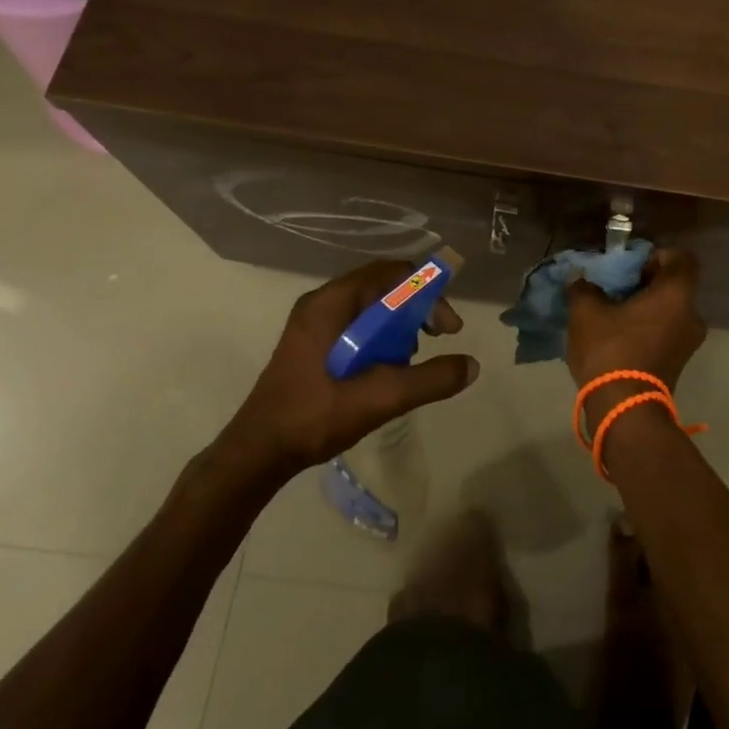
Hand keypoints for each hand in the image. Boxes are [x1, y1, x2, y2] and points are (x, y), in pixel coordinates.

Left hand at [220, 260, 480, 478]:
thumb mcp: (379, 398)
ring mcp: (313, 322)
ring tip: (411, 359)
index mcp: (331, 303)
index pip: (391, 273)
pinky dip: (380, 337)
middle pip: (382, 286)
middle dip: (417, 309)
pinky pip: (357, 324)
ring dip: (399, 324)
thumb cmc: (314, 417)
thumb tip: (472, 365)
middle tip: (437, 339)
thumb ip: (428, 380)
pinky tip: (387, 369)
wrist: (256, 454)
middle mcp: (321, 302)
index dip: (428, 291)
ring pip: (370, 307)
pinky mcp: (312, 343)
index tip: (448, 327)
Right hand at [566, 248, 706, 422]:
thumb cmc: (610, 351)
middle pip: (673, 285)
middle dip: (645, 283)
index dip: (656, 255)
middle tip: (615, 288)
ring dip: (645, 308)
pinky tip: (619, 336)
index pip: (681, 258)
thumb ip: (584, 288)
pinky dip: (648, 328)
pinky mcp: (679, 363)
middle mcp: (691, 315)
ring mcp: (688, 343)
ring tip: (613, 313)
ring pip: (669, 310)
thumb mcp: (586, 312)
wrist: (623, 411)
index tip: (631, 265)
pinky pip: (666, 332)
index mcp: (676, 295)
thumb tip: (580, 278)